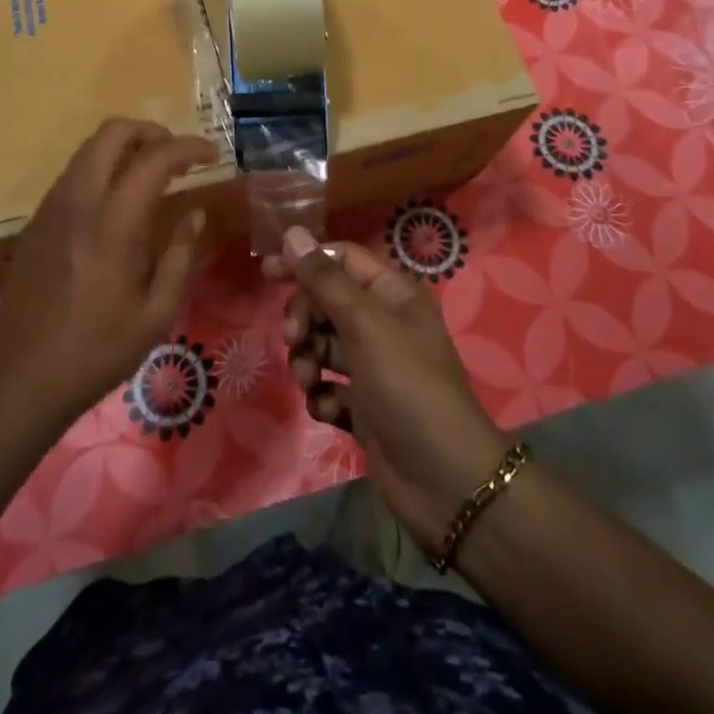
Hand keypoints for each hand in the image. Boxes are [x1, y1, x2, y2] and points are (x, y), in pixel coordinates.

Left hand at [0, 119, 217, 433]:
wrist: (23, 381)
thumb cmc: (98, 352)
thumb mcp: (156, 314)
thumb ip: (179, 256)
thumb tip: (195, 213)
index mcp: (112, 224)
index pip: (154, 159)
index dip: (188, 147)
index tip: (212, 153)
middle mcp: (78, 202)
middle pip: (111, 133)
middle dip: (150, 131)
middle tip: (177, 155)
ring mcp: (50, 209)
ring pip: (88, 149)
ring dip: (123, 147)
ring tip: (150, 174)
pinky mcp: (35, 223)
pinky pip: (72, 175)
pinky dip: (101, 169)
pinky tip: (115, 203)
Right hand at [265, 227, 512, 549]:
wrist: (445, 481)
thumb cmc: (408, 386)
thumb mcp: (365, 324)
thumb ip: (324, 280)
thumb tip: (292, 232)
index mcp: (391, 293)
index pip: (340, 259)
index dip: (304, 261)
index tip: (267, 273)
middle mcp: (382, 323)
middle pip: (325, 302)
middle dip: (305, 319)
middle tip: (297, 341)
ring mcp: (373, 366)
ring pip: (322, 345)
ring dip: (308, 360)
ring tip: (313, 382)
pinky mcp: (364, 406)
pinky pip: (328, 386)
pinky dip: (323, 395)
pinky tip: (329, 410)